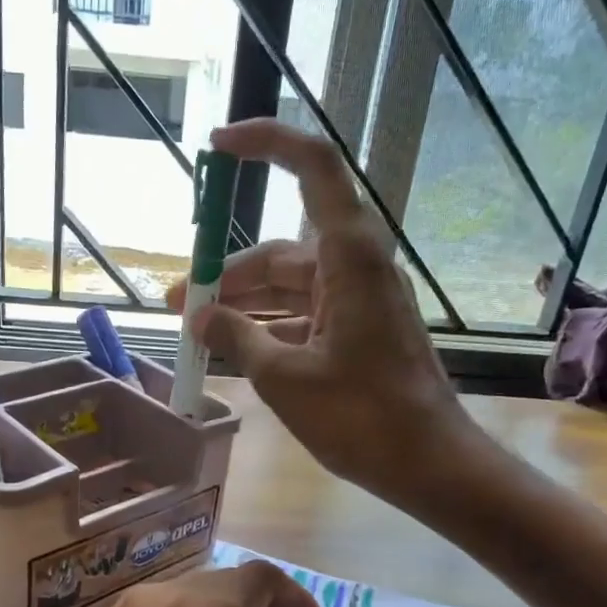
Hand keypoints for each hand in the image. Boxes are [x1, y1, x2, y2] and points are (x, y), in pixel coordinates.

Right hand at [165, 119, 484, 510]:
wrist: (427, 463)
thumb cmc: (359, 416)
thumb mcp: (284, 377)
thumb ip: (236, 337)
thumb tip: (198, 317)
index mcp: (347, 257)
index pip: (312, 168)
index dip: (266, 143)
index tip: (217, 147)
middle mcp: (355, 267)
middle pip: (281, 250)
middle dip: (227, 274)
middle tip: (179, 303)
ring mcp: (358, 301)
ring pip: (289, 286)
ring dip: (243, 305)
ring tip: (197, 332)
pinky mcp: (358, 331)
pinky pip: (303, 314)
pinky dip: (269, 327)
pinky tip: (235, 349)